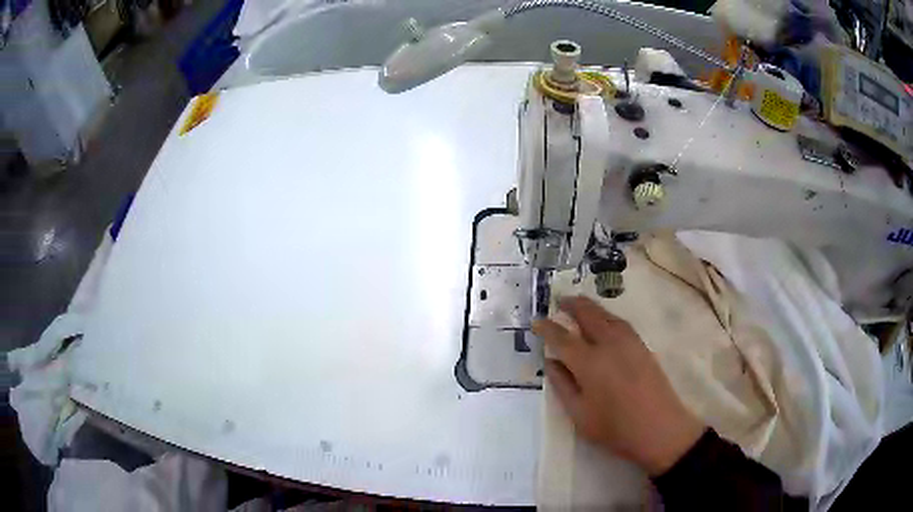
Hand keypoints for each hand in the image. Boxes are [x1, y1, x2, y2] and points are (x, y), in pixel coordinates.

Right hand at [533, 295, 705, 475]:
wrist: (660, 429)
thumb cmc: (615, 428)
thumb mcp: (579, 415)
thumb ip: (563, 386)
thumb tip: (551, 362)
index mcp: (589, 363)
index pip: (562, 338)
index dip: (547, 328)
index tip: (536, 321)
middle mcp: (609, 344)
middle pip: (588, 314)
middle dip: (571, 304)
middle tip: (559, 300)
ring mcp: (629, 342)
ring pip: (606, 315)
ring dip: (590, 307)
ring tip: (579, 306)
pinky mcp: (643, 346)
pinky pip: (619, 322)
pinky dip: (606, 315)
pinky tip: (604, 322)